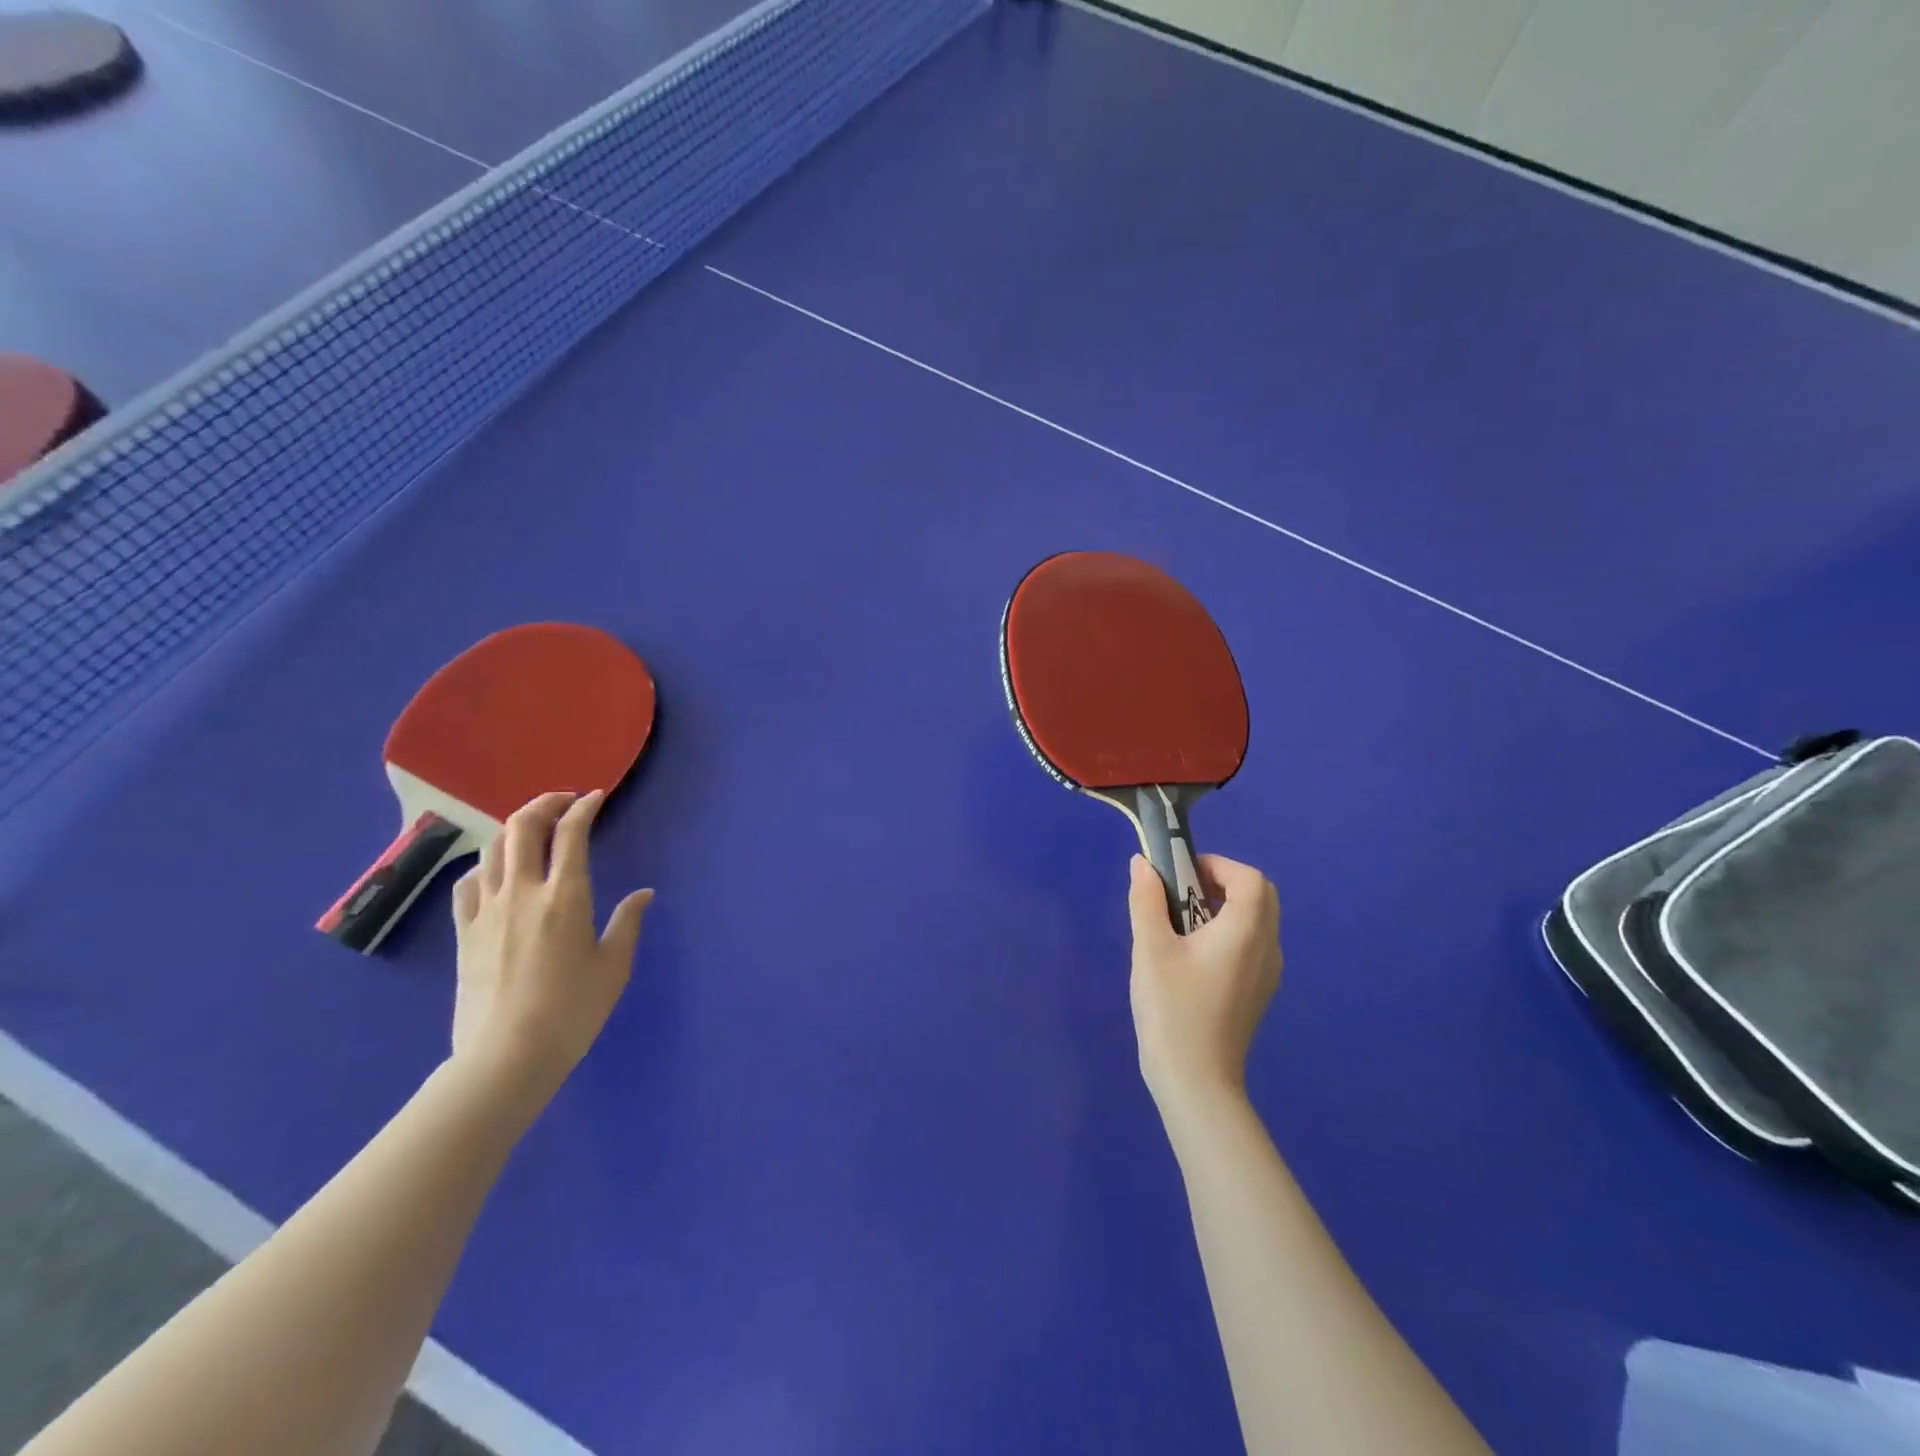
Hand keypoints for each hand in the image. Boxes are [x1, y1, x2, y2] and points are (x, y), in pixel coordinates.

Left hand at [450, 790, 651, 1096]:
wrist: (506, 1058)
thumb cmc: (572, 1011)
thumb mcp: (614, 967)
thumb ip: (628, 922)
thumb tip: (643, 894)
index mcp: (565, 897)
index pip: (571, 834)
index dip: (583, 808)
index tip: (595, 797)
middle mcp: (522, 893)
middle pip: (522, 828)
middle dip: (544, 804)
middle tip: (564, 802)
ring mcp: (487, 911)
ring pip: (492, 849)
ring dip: (514, 829)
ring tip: (533, 830)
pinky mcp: (465, 933)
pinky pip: (469, 883)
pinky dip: (486, 864)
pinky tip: (497, 873)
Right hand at [1128, 853, 1281, 1111]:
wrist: (1196, 1081)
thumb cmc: (1172, 1009)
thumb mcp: (1150, 948)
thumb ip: (1147, 900)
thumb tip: (1143, 864)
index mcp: (1246, 931)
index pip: (1248, 878)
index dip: (1216, 865)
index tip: (1180, 875)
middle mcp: (1267, 948)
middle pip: (1259, 896)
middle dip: (1221, 883)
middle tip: (1181, 895)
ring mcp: (1268, 973)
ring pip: (1257, 921)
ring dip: (1224, 908)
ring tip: (1181, 927)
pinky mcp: (1259, 992)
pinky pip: (1252, 945)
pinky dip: (1229, 933)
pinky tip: (1193, 958)